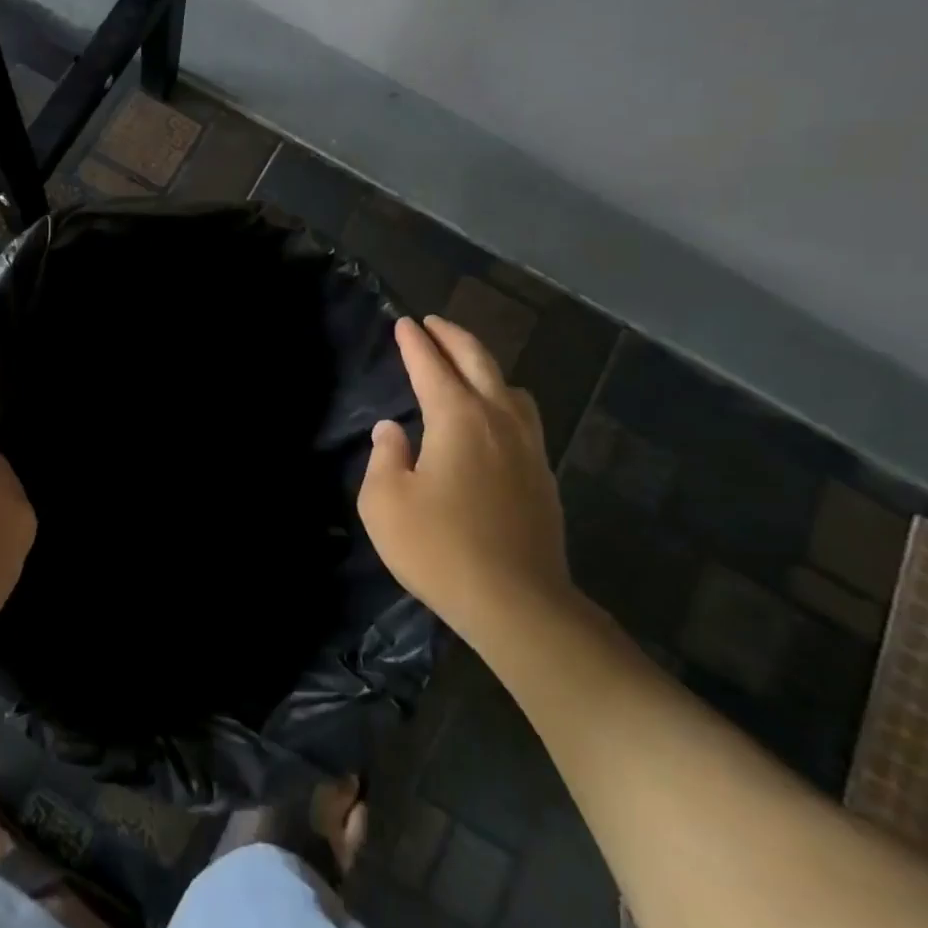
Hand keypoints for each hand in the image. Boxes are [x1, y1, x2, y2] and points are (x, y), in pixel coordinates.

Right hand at [358, 315, 573, 635]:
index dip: (414, 343)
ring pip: (510, 388)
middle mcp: (498, 421)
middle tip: (433, 324)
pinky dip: (502, 400)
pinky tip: (492, 420)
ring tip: (465, 367)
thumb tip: (392, 430)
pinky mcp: (542, 477)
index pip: (432, 366)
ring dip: (484, 367)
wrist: (518, 605)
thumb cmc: (440, 548)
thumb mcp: (385, 502)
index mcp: (458, 419)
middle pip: (478, 362)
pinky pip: (523, 418)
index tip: (403, 322)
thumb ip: (385, 456)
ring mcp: (528, 448)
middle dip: (453, 337)